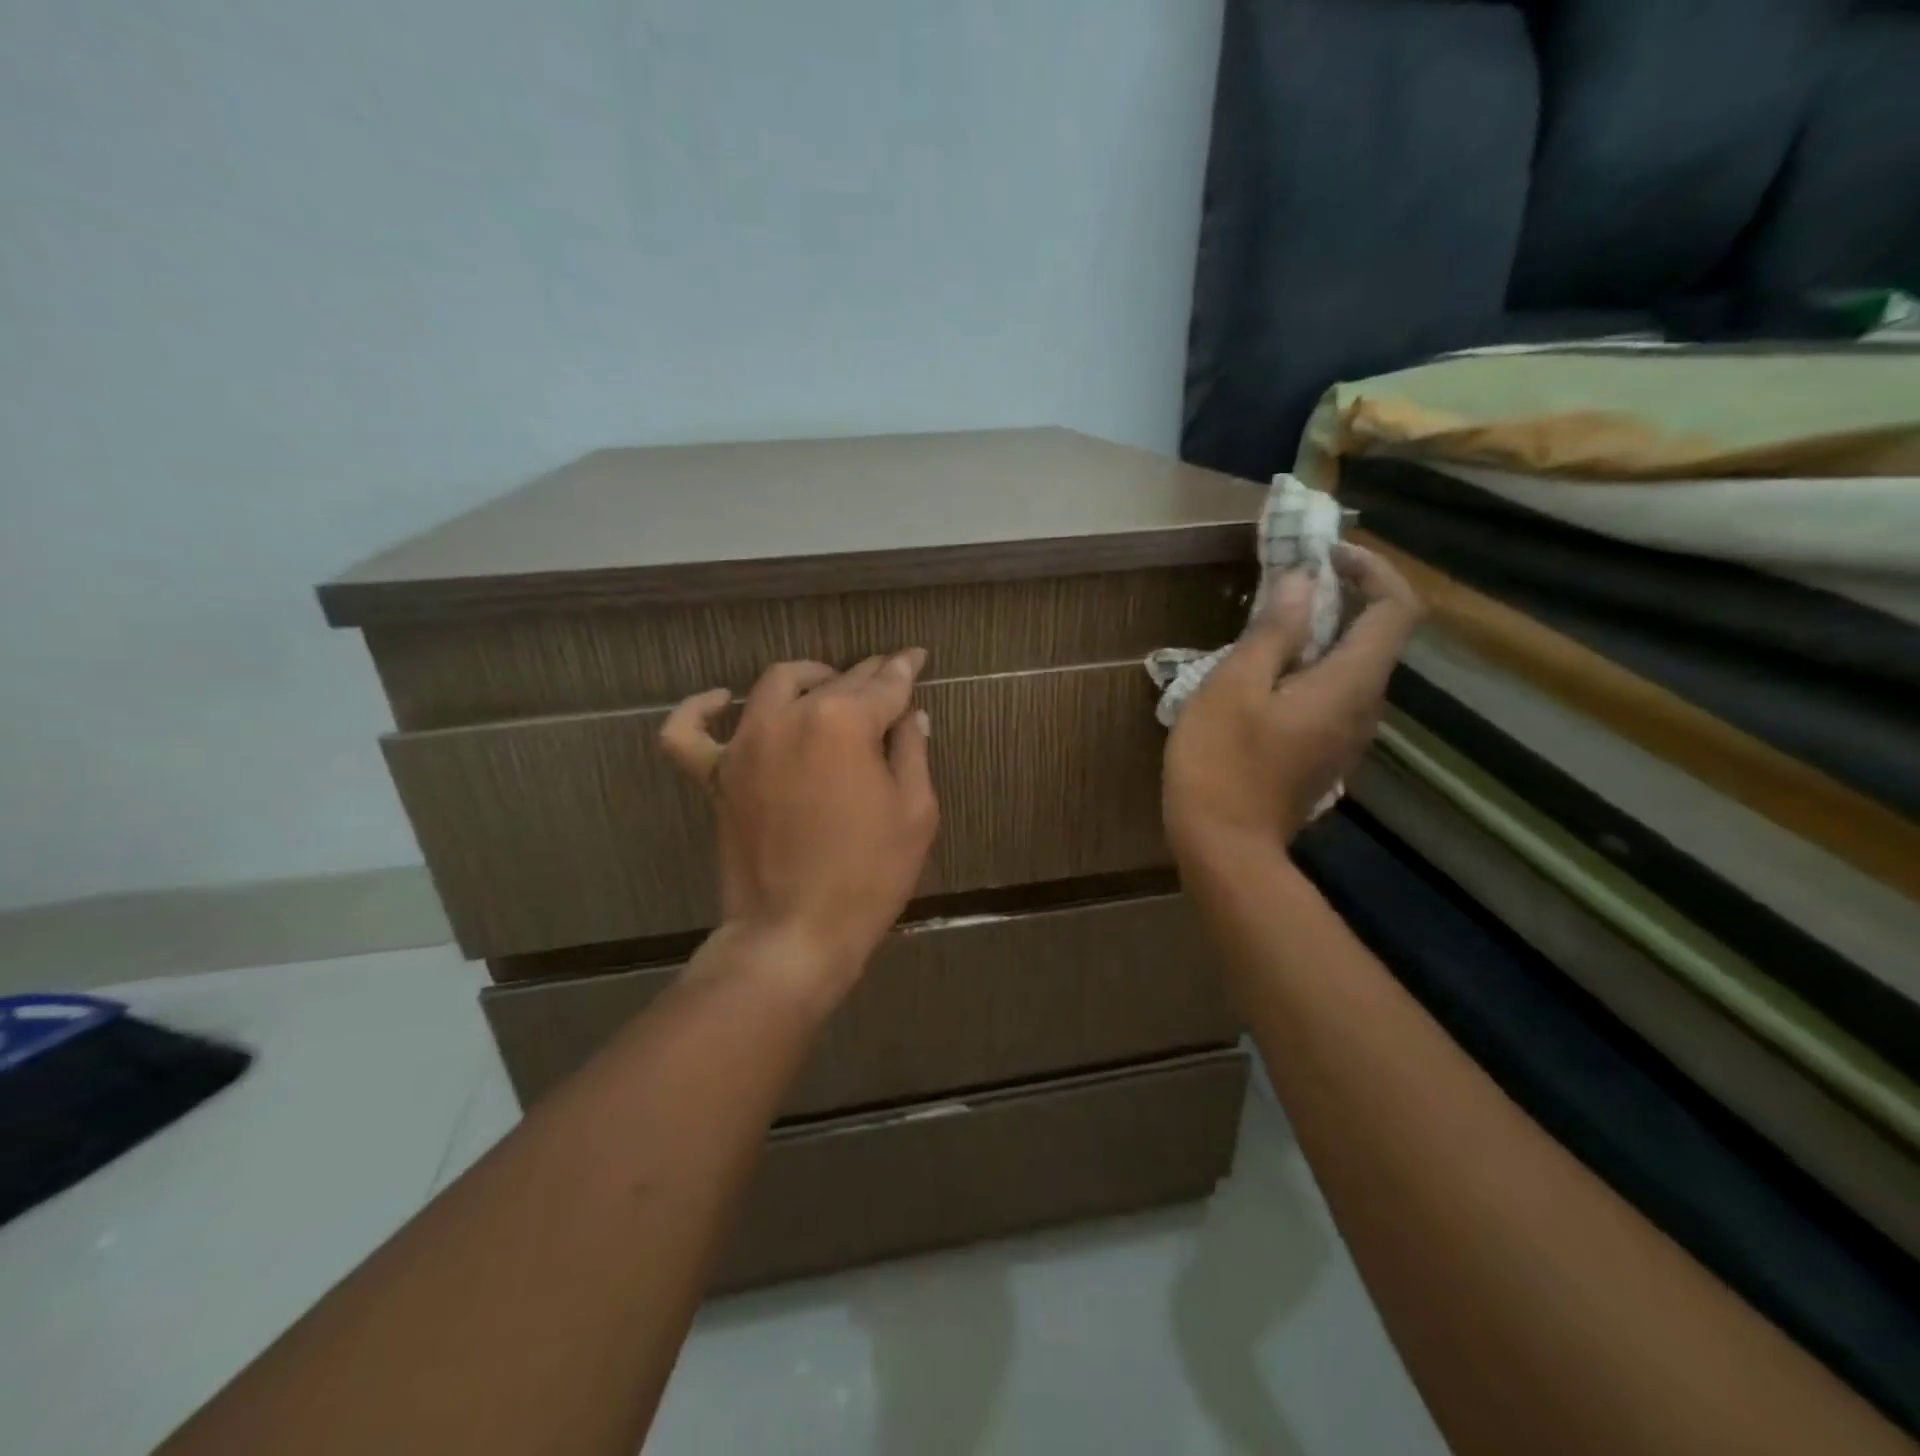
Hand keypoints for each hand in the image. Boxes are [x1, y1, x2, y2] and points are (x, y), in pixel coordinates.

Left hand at [660, 651, 939, 1002]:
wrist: (796, 933)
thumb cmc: (868, 875)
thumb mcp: (915, 812)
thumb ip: (912, 751)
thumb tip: (912, 714)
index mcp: (845, 721)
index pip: (885, 684)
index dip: (906, 670)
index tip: (917, 657)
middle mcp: (791, 717)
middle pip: (836, 680)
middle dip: (868, 675)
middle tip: (887, 678)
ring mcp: (746, 744)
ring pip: (775, 684)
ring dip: (808, 677)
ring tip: (828, 687)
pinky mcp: (716, 776)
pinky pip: (690, 732)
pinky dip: (700, 709)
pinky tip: (720, 700)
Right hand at [1164, 543, 1423, 862]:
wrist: (1225, 848)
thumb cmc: (1222, 763)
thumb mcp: (1234, 688)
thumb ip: (1273, 632)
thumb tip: (1303, 582)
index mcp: (1350, 684)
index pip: (1396, 608)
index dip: (1372, 569)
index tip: (1324, 555)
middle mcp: (1364, 708)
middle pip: (1375, 636)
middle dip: (1339, 597)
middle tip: (1282, 584)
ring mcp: (1346, 736)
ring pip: (1350, 666)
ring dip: (1319, 634)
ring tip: (1263, 627)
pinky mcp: (1324, 754)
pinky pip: (1330, 694)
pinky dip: (1307, 668)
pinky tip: (1260, 677)